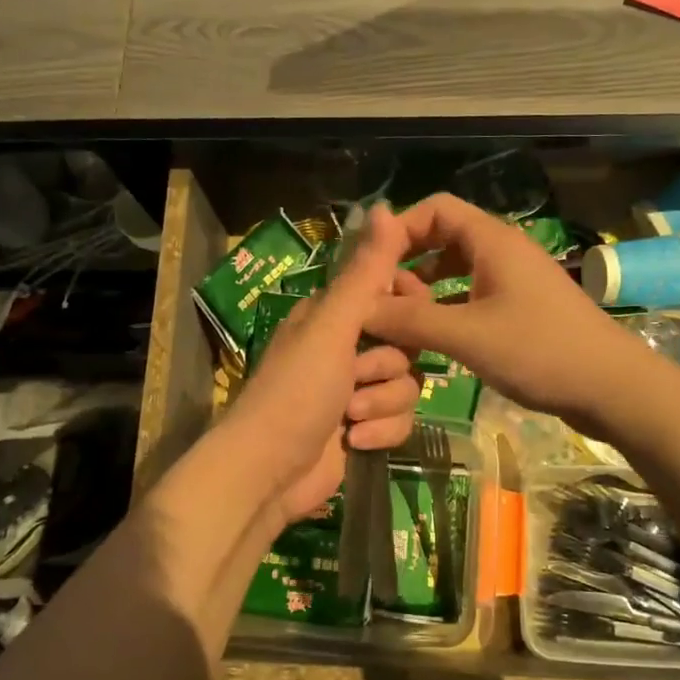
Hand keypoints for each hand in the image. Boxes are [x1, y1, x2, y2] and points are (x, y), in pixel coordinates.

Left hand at [221, 205, 421, 529]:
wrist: (268, 473)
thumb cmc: (296, 391)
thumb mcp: (332, 327)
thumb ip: (364, 272)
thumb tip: (386, 206)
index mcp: (331, 315)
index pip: (388, 292)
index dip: (405, 306)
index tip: (411, 315)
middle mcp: (344, 348)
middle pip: (405, 344)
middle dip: (387, 367)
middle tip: (358, 376)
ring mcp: (355, 390)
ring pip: (407, 385)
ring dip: (382, 403)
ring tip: (350, 416)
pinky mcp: (364, 428)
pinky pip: (400, 420)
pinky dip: (381, 432)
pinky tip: (355, 441)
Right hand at [363, 193, 651, 432]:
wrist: (612, 388)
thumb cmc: (540, 351)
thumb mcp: (467, 335)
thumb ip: (411, 319)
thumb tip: (359, 308)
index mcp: (493, 241)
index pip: (435, 208)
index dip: (398, 229)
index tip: (370, 266)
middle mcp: (503, 251)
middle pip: (443, 237)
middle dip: (407, 261)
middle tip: (378, 296)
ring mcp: (515, 281)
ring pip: (457, 269)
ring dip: (425, 287)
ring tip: (398, 318)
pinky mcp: (522, 309)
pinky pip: (472, 294)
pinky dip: (447, 306)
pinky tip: (432, 336)